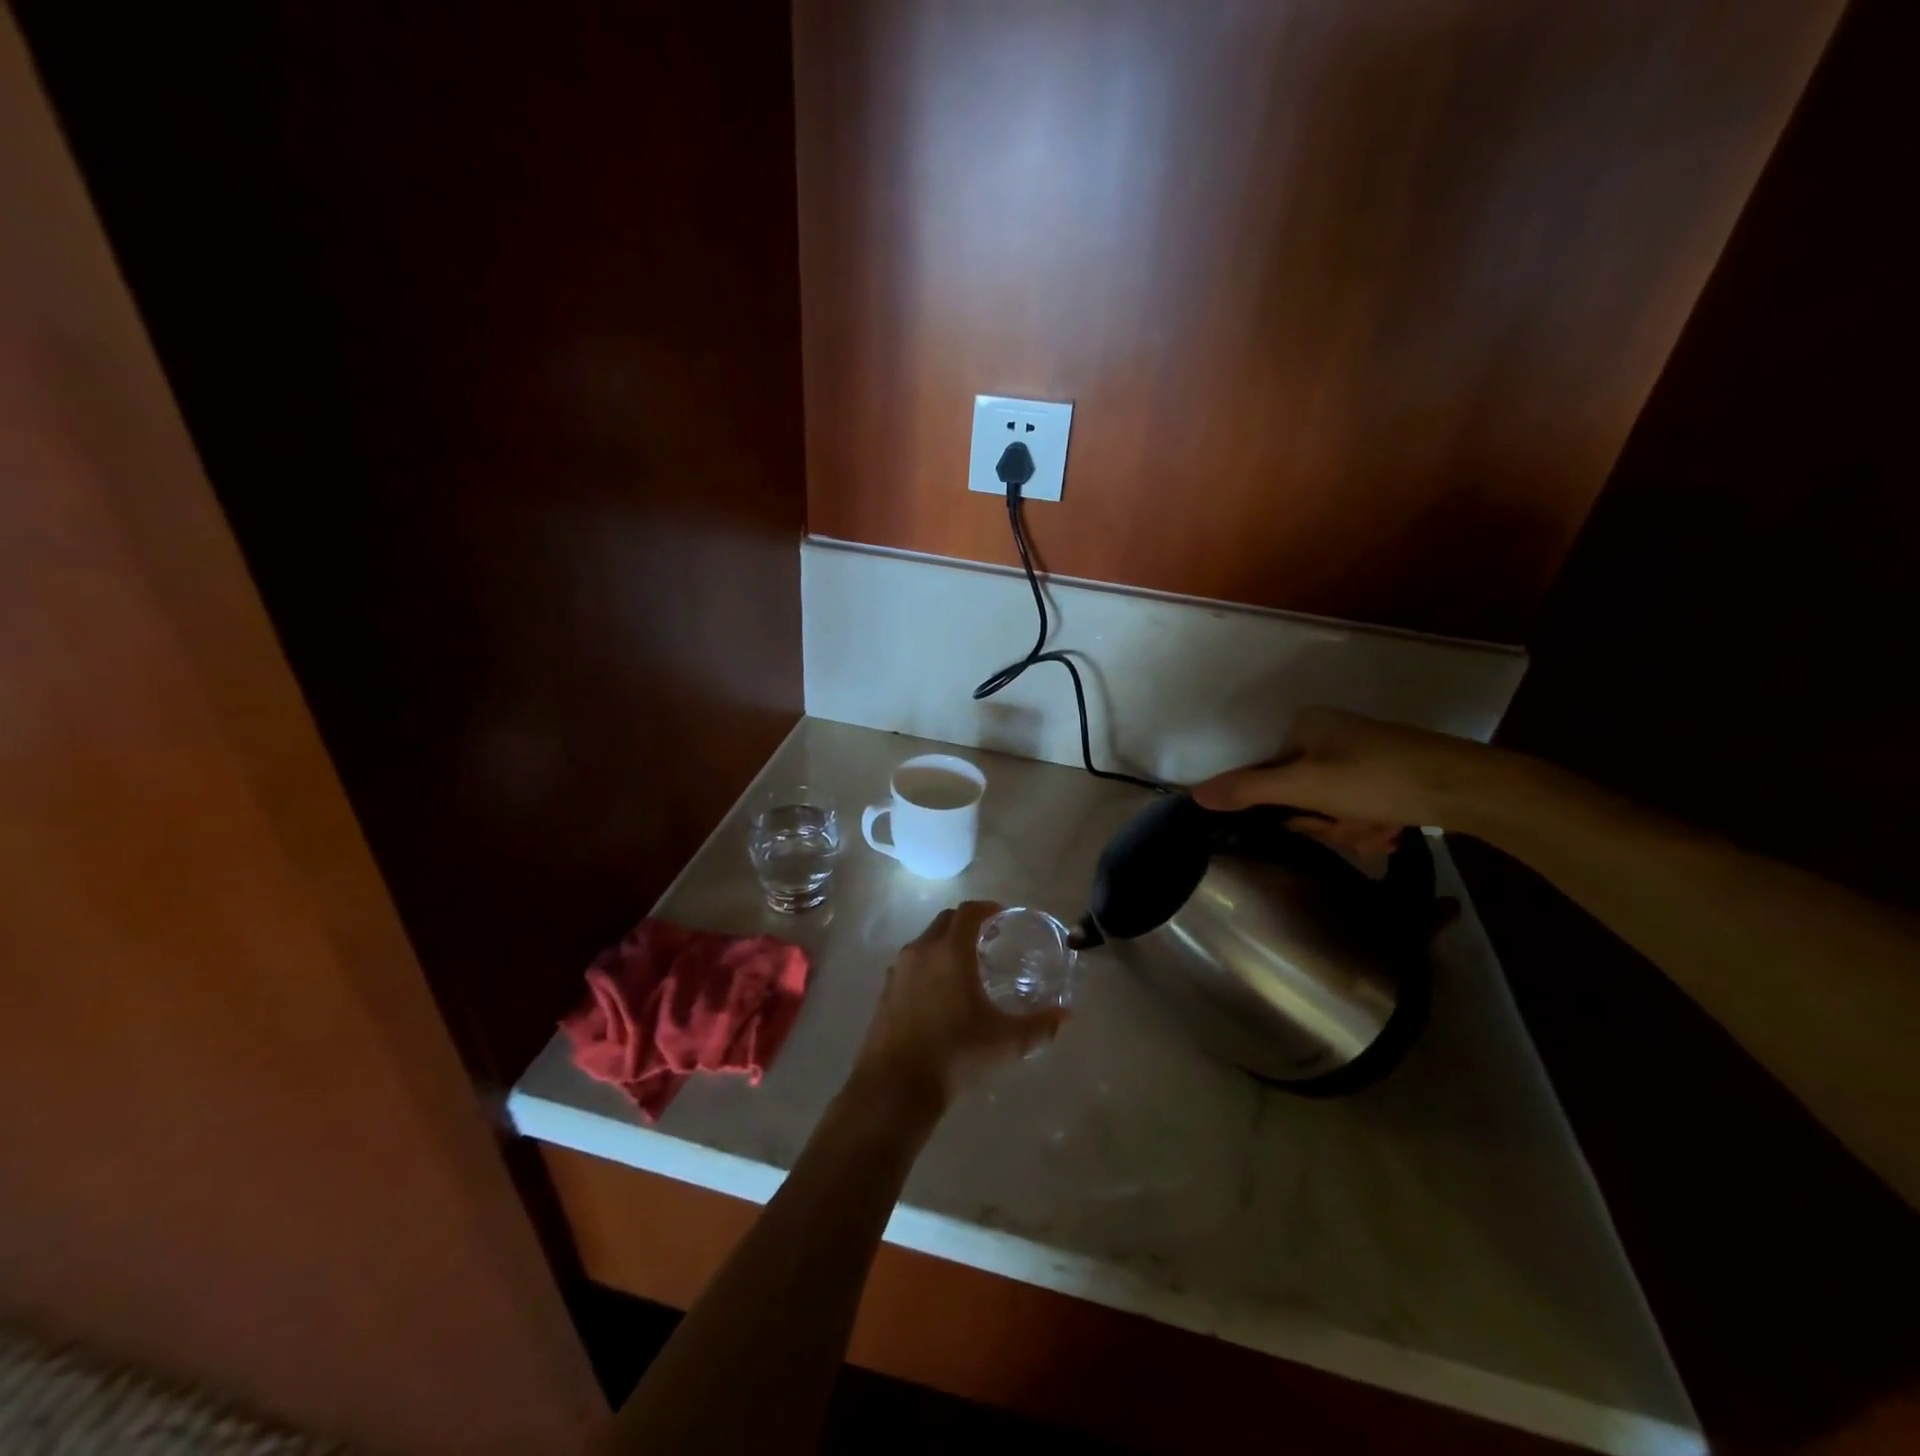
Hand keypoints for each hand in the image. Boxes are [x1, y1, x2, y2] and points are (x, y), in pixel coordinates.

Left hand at [850, 901, 1065, 1113]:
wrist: (896, 1085)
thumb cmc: (956, 1054)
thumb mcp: (1006, 1042)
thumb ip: (1039, 1026)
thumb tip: (1065, 1016)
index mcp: (950, 952)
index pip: (969, 912)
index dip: (988, 908)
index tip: (1003, 918)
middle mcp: (922, 951)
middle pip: (946, 921)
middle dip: (968, 924)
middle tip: (989, 941)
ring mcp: (898, 970)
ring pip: (926, 942)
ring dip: (946, 944)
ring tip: (967, 968)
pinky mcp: (886, 991)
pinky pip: (911, 965)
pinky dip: (929, 966)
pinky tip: (941, 994)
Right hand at [1192, 706, 1502, 860]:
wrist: (1471, 788)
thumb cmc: (1378, 779)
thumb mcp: (1306, 787)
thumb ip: (1248, 790)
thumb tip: (1194, 795)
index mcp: (1307, 726)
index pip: (1269, 776)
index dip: (1289, 809)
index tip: (1314, 821)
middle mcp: (1331, 735)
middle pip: (1302, 795)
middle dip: (1327, 822)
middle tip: (1353, 827)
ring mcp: (1363, 755)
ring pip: (1333, 808)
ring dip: (1352, 830)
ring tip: (1381, 830)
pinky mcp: (1390, 775)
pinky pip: (1360, 807)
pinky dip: (1373, 825)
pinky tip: (1394, 830)